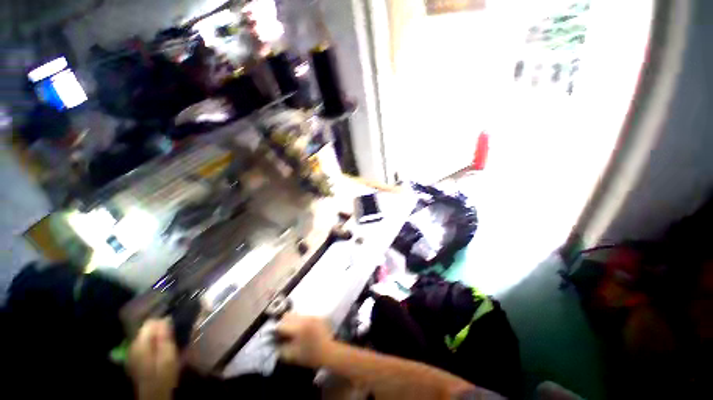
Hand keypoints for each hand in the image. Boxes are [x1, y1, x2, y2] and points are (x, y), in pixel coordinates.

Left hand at [126, 318, 179, 399]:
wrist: (154, 395)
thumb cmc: (163, 374)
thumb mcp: (168, 355)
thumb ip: (165, 337)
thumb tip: (166, 319)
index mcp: (140, 343)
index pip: (150, 322)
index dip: (163, 321)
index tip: (175, 326)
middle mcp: (133, 345)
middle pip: (147, 329)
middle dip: (161, 330)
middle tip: (175, 336)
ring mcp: (132, 353)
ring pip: (147, 337)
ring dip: (158, 337)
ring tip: (170, 344)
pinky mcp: (135, 359)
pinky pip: (145, 345)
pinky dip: (154, 344)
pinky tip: (162, 352)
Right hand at [275, 313, 333, 367]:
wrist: (328, 351)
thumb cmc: (310, 356)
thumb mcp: (292, 356)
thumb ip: (280, 348)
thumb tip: (274, 342)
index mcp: (297, 328)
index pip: (281, 324)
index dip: (276, 330)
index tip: (274, 336)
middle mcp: (304, 318)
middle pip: (288, 315)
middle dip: (283, 323)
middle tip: (283, 332)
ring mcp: (311, 316)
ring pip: (296, 314)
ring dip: (291, 321)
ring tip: (292, 331)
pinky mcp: (316, 316)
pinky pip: (304, 315)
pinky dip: (300, 320)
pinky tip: (301, 329)